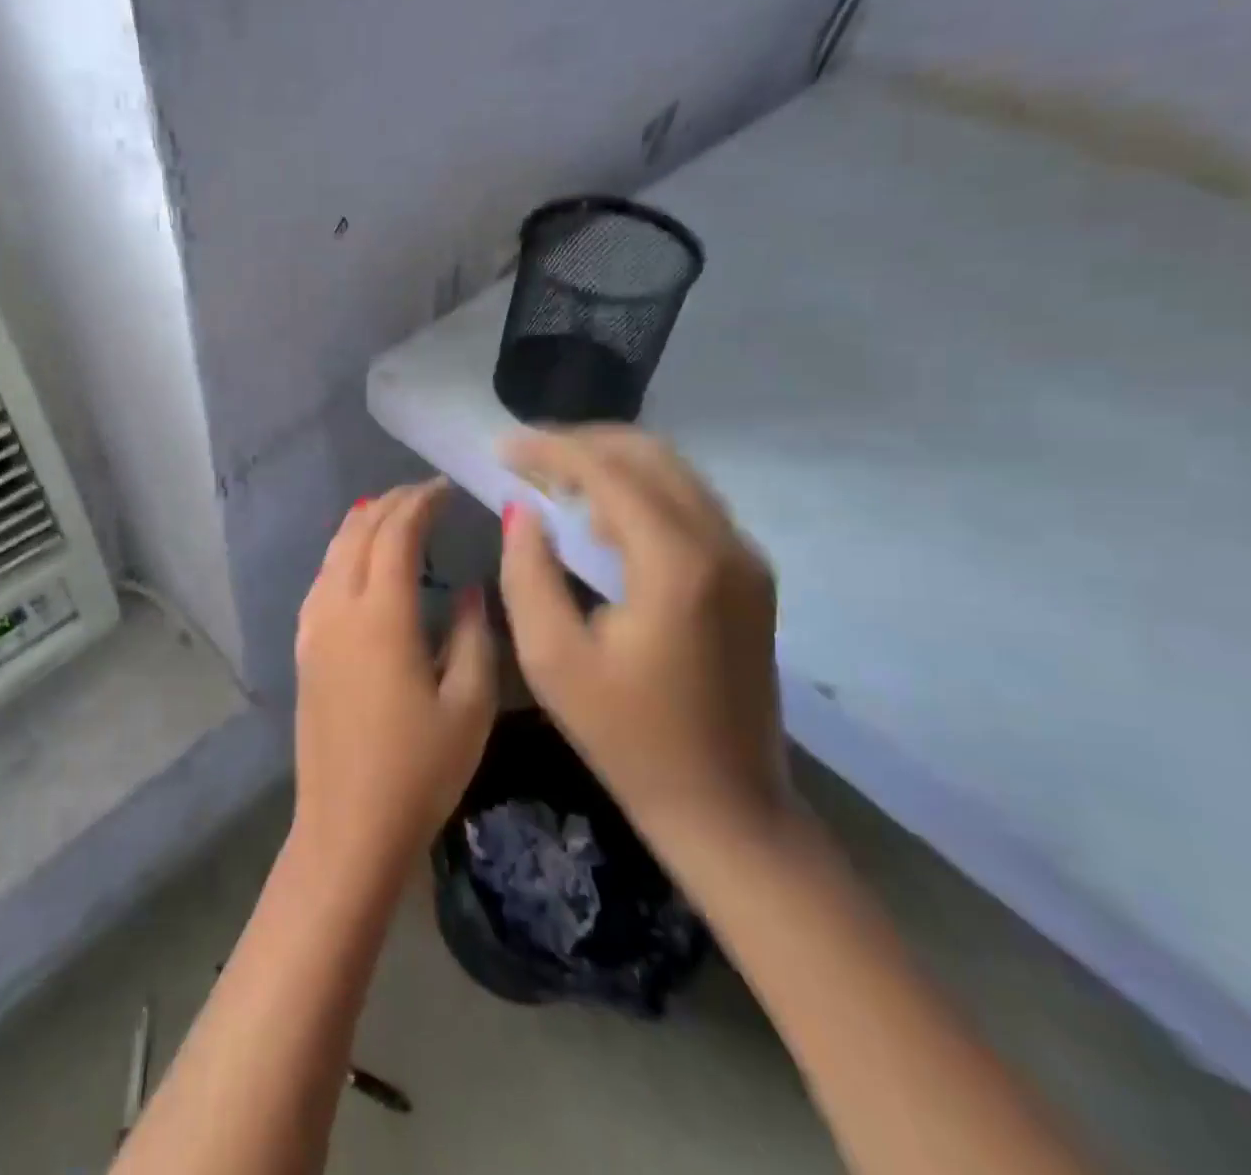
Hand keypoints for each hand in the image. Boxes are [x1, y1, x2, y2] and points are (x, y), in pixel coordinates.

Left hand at [293, 480, 497, 878]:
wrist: (348, 826)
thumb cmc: (419, 770)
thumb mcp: (469, 704)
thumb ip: (475, 636)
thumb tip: (472, 590)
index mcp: (381, 615)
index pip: (395, 534)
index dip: (420, 503)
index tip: (445, 489)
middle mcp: (337, 608)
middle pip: (358, 533)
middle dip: (390, 504)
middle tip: (425, 495)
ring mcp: (312, 628)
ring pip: (332, 552)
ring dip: (363, 525)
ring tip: (393, 514)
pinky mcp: (303, 649)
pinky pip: (320, 579)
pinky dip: (342, 554)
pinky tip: (358, 562)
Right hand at [497, 428, 786, 841]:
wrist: (726, 805)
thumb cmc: (627, 737)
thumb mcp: (552, 659)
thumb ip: (527, 573)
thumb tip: (521, 510)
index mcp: (676, 563)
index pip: (607, 472)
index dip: (549, 450)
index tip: (501, 447)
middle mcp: (723, 543)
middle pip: (649, 455)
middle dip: (581, 444)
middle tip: (525, 457)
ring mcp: (745, 557)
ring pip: (674, 473)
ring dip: (611, 464)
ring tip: (552, 479)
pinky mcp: (749, 576)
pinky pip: (689, 505)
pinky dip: (640, 492)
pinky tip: (599, 517)